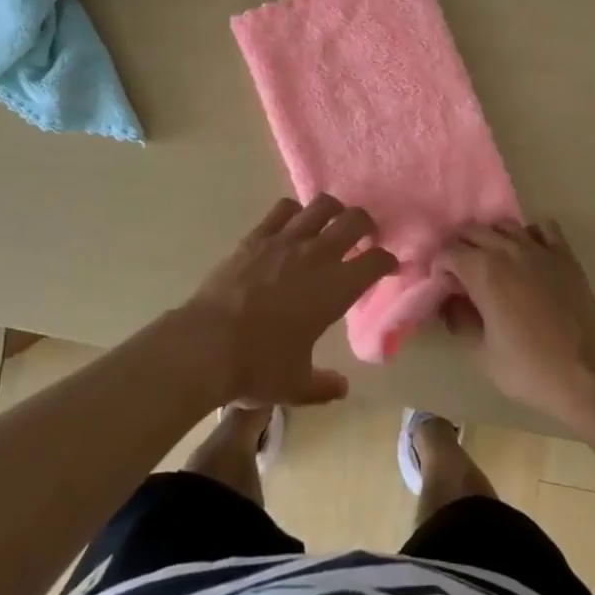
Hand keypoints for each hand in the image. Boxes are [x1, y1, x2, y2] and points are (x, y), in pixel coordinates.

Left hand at [179, 195, 396, 406]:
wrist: (206, 345)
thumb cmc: (257, 367)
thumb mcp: (295, 387)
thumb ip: (323, 386)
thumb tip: (341, 388)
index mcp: (335, 289)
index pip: (376, 262)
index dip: (388, 261)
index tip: (388, 266)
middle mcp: (317, 256)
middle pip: (355, 221)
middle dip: (367, 225)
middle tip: (366, 236)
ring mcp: (285, 241)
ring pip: (321, 206)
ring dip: (334, 210)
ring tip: (333, 222)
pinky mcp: (256, 237)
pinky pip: (283, 210)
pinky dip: (295, 212)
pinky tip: (293, 224)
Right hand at [438, 220, 594, 431]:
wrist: (590, 376)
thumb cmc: (531, 369)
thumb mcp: (483, 353)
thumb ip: (461, 320)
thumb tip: (451, 303)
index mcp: (483, 271)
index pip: (448, 252)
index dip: (439, 267)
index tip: (442, 287)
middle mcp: (508, 249)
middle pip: (472, 231)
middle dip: (460, 248)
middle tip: (460, 275)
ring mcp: (539, 249)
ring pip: (504, 225)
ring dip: (490, 238)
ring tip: (490, 262)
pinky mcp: (565, 255)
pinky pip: (543, 228)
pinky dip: (529, 234)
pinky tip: (528, 254)